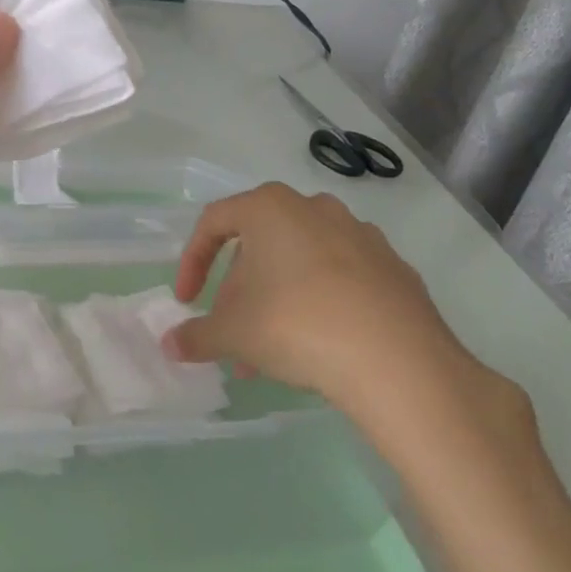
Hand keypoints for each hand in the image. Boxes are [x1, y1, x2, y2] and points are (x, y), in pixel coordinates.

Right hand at [163, 183, 512, 441]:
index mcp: (270, 208)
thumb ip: (196, 335)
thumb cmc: (296, 325)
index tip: (188, 301)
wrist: (400, 363)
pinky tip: (320, 346)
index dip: (193, 262)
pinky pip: (342, 280)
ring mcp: (362, 236)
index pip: (213, 222)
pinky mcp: (396, 270)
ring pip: (301, 263)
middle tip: (233, 330)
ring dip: (278, 300)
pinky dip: (321, 304)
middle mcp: (315, 208)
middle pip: (260, 244)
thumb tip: (170, 346)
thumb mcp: (232, 334)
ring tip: (271, 351)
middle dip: (240, 290)